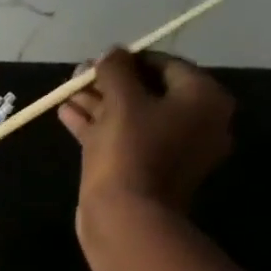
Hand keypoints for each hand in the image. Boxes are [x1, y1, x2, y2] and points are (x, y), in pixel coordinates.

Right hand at [57, 47, 233, 239]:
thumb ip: (115, 70)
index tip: (100, 60)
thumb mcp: (121, 100)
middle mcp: (197, 123)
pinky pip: (124, 139)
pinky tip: (68, 114)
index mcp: (204, 100)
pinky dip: (99, 127)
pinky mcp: (147, 171)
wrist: (125, 217)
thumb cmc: (130, 151)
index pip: (167, 65)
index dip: (130, 59)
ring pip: (132, 118)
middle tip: (79, 76)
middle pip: (149, 92)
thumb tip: (111, 53)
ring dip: (99, 104)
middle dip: (110, 83)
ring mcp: (172, 151)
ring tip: (66, 93)